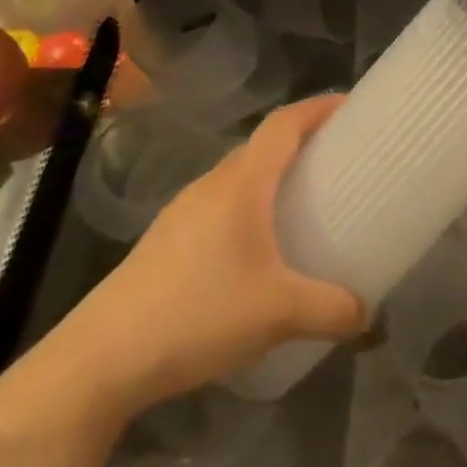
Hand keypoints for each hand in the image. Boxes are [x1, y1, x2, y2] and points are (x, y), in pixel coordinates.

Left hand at [18, 96, 368, 426]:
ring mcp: (182, 213)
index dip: (319, 107)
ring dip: (272, 176)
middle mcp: (210, 186)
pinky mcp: (165, 242)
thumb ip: (332, 310)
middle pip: (261, 146)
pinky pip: (219, 205)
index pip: (284, 124)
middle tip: (338, 159)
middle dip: (301, 141)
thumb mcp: (279, 314)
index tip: (352, 106)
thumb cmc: (197, 315)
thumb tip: (367, 314)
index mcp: (241, 184)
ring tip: (304, 201)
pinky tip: (257, 248)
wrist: (99, 361)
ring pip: (237, 177)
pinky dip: (249, 206)